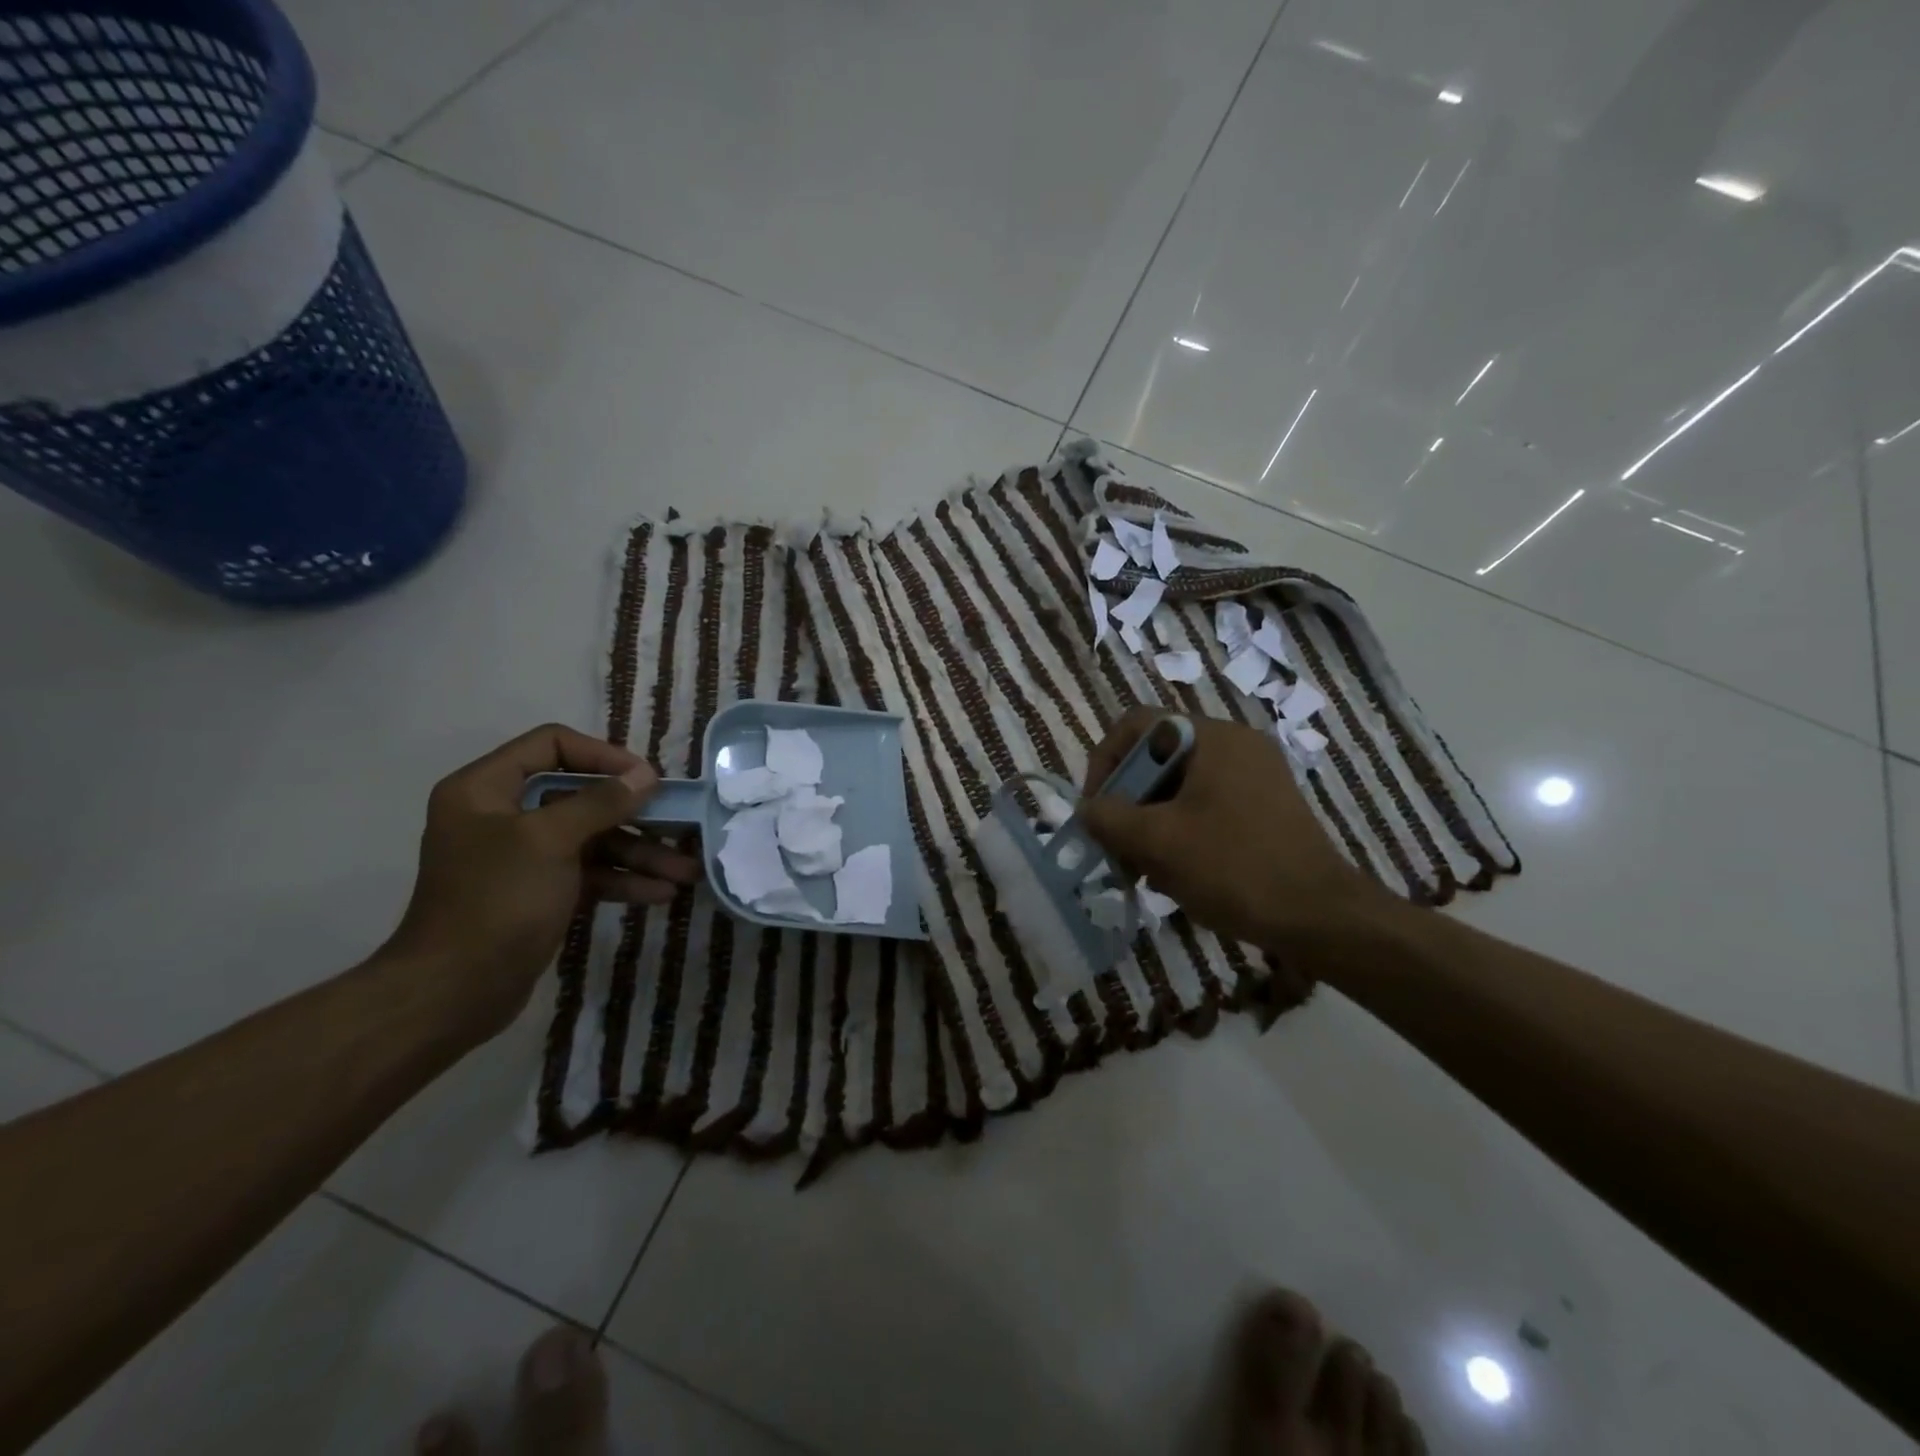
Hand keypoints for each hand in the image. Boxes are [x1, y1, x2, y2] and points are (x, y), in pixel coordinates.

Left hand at [382, 724, 701, 1038]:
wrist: (453, 993)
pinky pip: (590, 873)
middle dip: (635, 814)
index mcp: (486, 789)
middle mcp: (504, 815)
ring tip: (687, 872)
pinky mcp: (541, 892)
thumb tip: (646, 775)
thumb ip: (600, 802)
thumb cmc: (496, 901)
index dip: (603, 756)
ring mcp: (524, 856)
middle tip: (681, 823)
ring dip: (641, 853)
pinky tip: (661, 894)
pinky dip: (624, 880)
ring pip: (593, 839)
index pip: (552, 746)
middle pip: (582, 796)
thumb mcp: (550, 841)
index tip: (646, 779)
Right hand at [1077, 709, 1384, 950]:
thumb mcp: (1158, 842)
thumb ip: (1109, 818)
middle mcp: (1236, 746)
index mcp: (1213, 738)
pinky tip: (1174, 874)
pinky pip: (1205, 806)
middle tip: (1117, 847)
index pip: (1137, 725)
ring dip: (1150, 823)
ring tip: (1144, 869)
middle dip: (1128, 802)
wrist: (1321, 918)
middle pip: (1158, 758)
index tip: (1097, 808)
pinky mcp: (1265, 807)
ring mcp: (1255, 777)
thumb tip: (1088, 809)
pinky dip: (1180, 832)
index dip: (1105, 761)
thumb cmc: (1234, 868)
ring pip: (1179, 787)